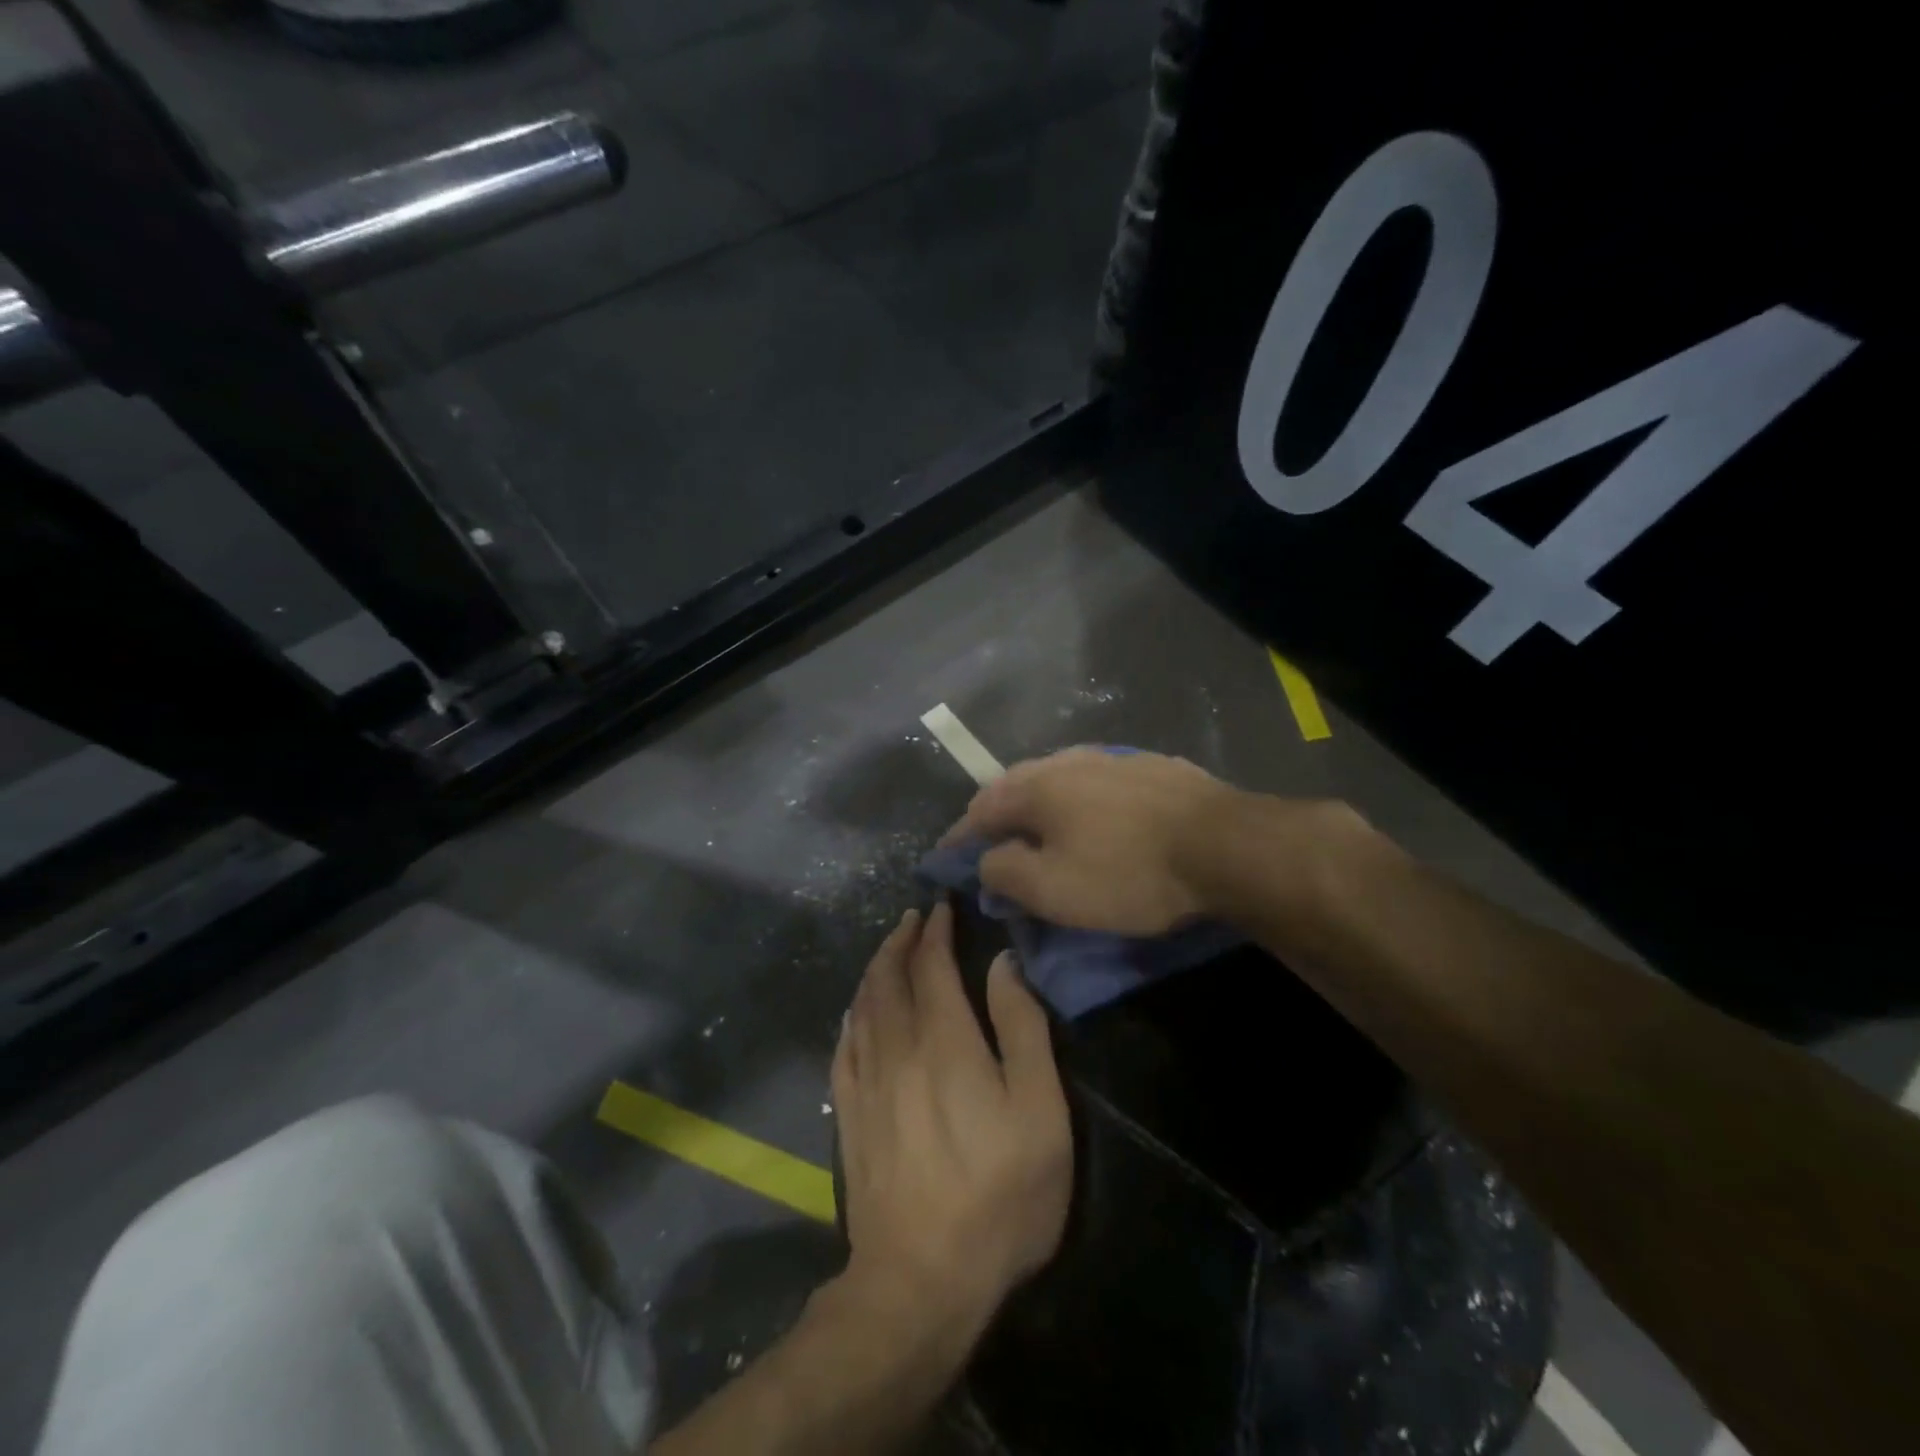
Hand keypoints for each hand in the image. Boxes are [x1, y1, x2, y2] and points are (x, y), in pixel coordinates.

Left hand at [832, 902, 1071, 1331]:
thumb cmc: (998, 1195)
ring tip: (887, 950)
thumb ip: (1022, 1028)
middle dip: (900, 940)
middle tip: (912, 917)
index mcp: (945, 1041)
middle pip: (889, 977)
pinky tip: (855, 1011)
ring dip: (874, 969)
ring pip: (862, 1006)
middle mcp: (898, 1049)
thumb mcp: (1039, 1111)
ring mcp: (867, 1083)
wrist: (921, 1281)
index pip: (932, 965)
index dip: (935, 931)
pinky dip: (851, 1015)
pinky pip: (844, 1046)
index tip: (940, 907)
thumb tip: (1002, 963)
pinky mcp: (849, 1116)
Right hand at [941, 747, 1232, 935]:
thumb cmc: (1127, 872)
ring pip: (1056, 779)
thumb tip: (986, 862)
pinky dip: (1076, 800)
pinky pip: (1094, 782)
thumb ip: (1003, 873)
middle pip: (1015, 786)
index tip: (944, 860)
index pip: (979, 810)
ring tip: (1034, 828)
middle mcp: (1067, 761)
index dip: (958, 839)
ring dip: (1035, 804)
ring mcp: (1111, 759)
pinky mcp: (1148, 767)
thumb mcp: (1052, 889)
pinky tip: (1090, 815)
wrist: (1223, 845)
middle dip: (994, 815)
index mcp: (1037, 787)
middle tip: (987, 844)